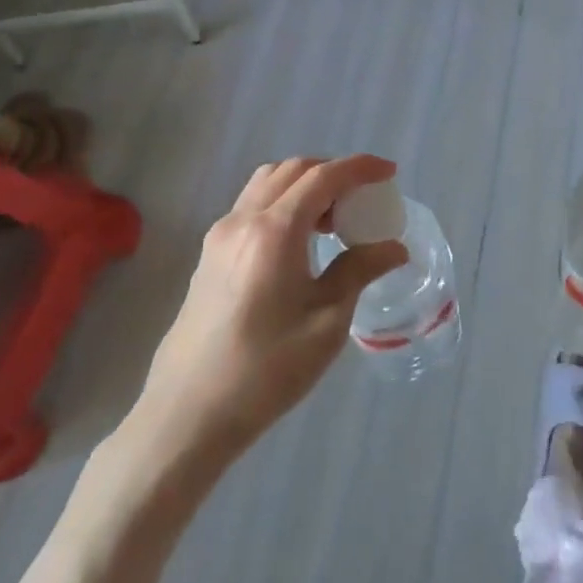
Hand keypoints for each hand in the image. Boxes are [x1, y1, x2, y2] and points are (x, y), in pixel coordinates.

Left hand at [124, 155, 408, 467]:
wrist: (188, 414)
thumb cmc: (267, 370)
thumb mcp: (328, 321)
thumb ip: (360, 271)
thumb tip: (394, 248)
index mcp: (274, 231)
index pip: (323, 177)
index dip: (360, 168)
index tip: (389, 172)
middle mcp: (242, 221)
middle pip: (292, 170)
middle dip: (332, 172)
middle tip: (363, 197)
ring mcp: (219, 237)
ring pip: (267, 184)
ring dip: (304, 185)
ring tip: (333, 219)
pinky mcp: (209, 256)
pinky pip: (251, 207)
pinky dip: (283, 204)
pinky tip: (300, 242)